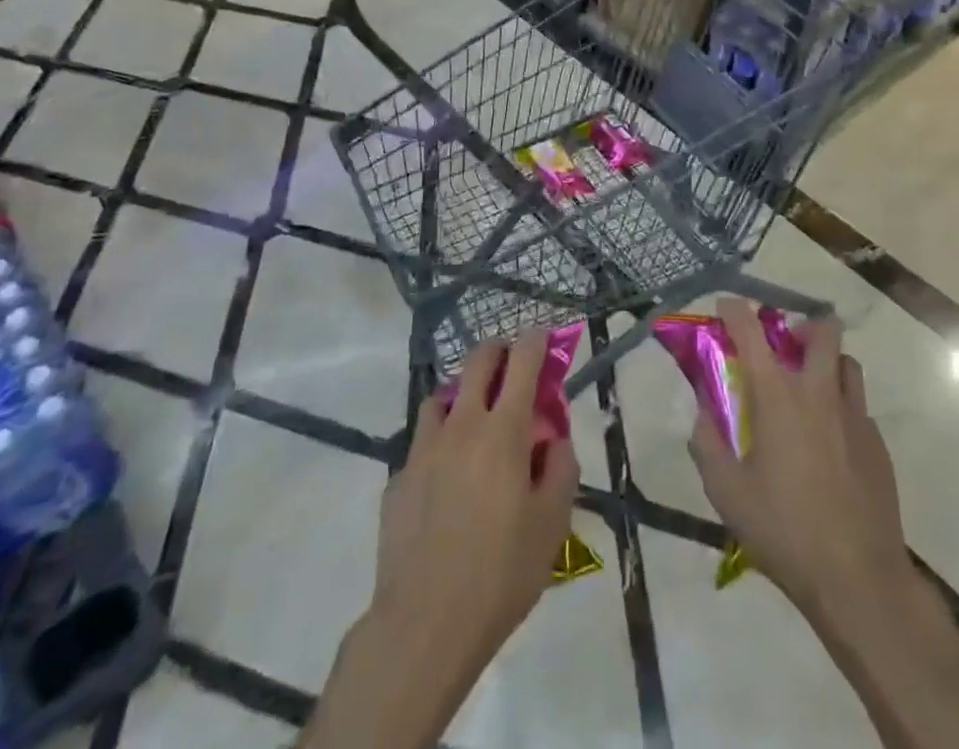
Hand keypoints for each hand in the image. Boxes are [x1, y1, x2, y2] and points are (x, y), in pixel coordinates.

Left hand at [371, 332, 577, 668]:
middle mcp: (461, 425)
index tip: (542, 335)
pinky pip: (422, 443)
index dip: (535, 341)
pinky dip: (439, 444)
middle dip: (498, 351)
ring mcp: (423, 449)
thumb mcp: (552, 524)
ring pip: (442, 397)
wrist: (424, 623)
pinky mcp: (398, 478)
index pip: (522, 363)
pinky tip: (445, 481)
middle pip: (477, 361)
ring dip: (462, 395)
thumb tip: (553, 439)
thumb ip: (560, 468)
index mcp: (503, 431)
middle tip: (510, 366)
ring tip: (475, 423)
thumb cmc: (501, 572)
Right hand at [687, 300, 907, 616]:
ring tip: (809, 388)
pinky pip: (858, 405)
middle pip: (822, 330)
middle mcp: (819, 392)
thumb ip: (706, 443)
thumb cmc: (784, 530)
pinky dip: (841, 405)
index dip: (735, 311)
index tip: (725, 306)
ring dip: (827, 361)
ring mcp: (856, 416)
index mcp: (778, 396)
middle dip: (802, 325)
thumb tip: (703, 413)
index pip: (752, 332)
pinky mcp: (878, 444)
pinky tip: (829, 440)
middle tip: (784, 345)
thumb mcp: (726, 491)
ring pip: (846, 363)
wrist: (859, 579)